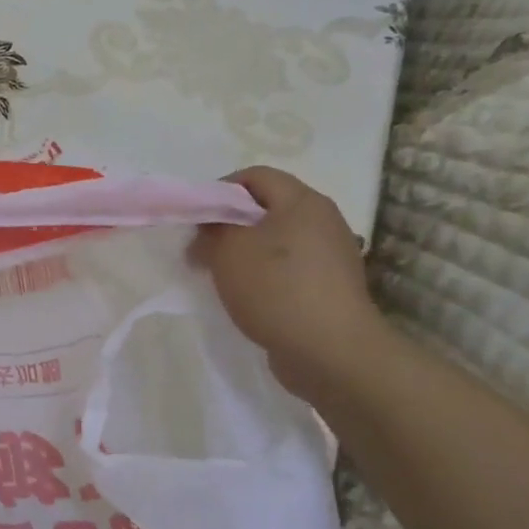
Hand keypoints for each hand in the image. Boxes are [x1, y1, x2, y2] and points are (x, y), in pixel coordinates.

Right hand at [191, 166, 386, 400]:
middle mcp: (323, 220)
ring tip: (220, 275)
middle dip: (229, 224)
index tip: (196, 217)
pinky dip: (264, 274)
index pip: (255, 176)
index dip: (220, 189)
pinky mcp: (331, 286)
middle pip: (266, 207)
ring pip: (276, 239)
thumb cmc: (276, 289)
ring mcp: (332, 255)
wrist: (331, 353)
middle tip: (202, 249)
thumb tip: (211, 225)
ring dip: (244, 251)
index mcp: (302, 201)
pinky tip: (247, 295)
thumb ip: (212, 227)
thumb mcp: (228, 250)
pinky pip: (289, 267)